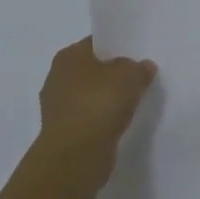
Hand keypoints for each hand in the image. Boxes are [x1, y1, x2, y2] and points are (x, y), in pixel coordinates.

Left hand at [37, 37, 155, 188]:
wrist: (76, 155)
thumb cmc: (99, 103)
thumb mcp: (130, 75)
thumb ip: (138, 67)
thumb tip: (142, 67)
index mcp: (68, 56)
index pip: (96, 43)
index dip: (118, 46)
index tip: (138, 54)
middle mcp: (57, 78)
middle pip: (93, 69)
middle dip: (113, 73)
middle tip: (139, 77)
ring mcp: (58, 107)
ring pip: (91, 95)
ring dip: (108, 99)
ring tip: (133, 101)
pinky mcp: (64, 132)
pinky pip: (89, 117)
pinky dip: (103, 119)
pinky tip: (120, 122)